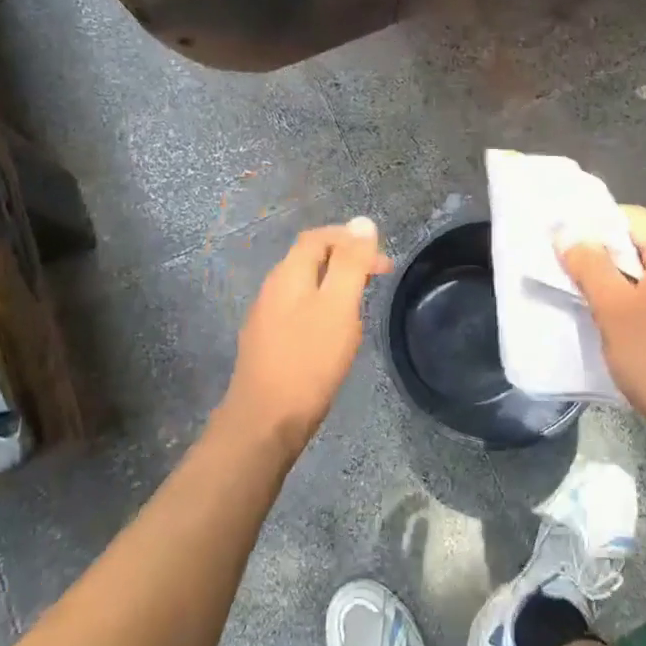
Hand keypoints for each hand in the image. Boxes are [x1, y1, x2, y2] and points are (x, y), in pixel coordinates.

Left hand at [219, 217, 391, 451]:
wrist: (264, 423)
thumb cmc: (308, 361)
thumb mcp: (338, 307)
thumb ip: (351, 263)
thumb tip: (363, 222)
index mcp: (288, 274)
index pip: (318, 237)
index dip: (350, 238)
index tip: (380, 259)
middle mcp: (272, 289)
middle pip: (310, 259)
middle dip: (346, 260)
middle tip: (377, 278)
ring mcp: (266, 317)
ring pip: (305, 286)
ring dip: (335, 285)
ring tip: (361, 305)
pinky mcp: (267, 343)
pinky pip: (299, 311)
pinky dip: (323, 308)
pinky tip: (335, 334)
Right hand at [558, 206, 645, 455]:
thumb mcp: (614, 309)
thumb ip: (589, 265)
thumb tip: (567, 232)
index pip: (629, 216)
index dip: (592, 223)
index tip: (560, 240)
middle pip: (637, 241)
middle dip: (599, 252)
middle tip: (563, 266)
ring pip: (644, 270)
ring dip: (612, 278)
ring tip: (580, 291)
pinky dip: (630, 298)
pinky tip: (609, 318)